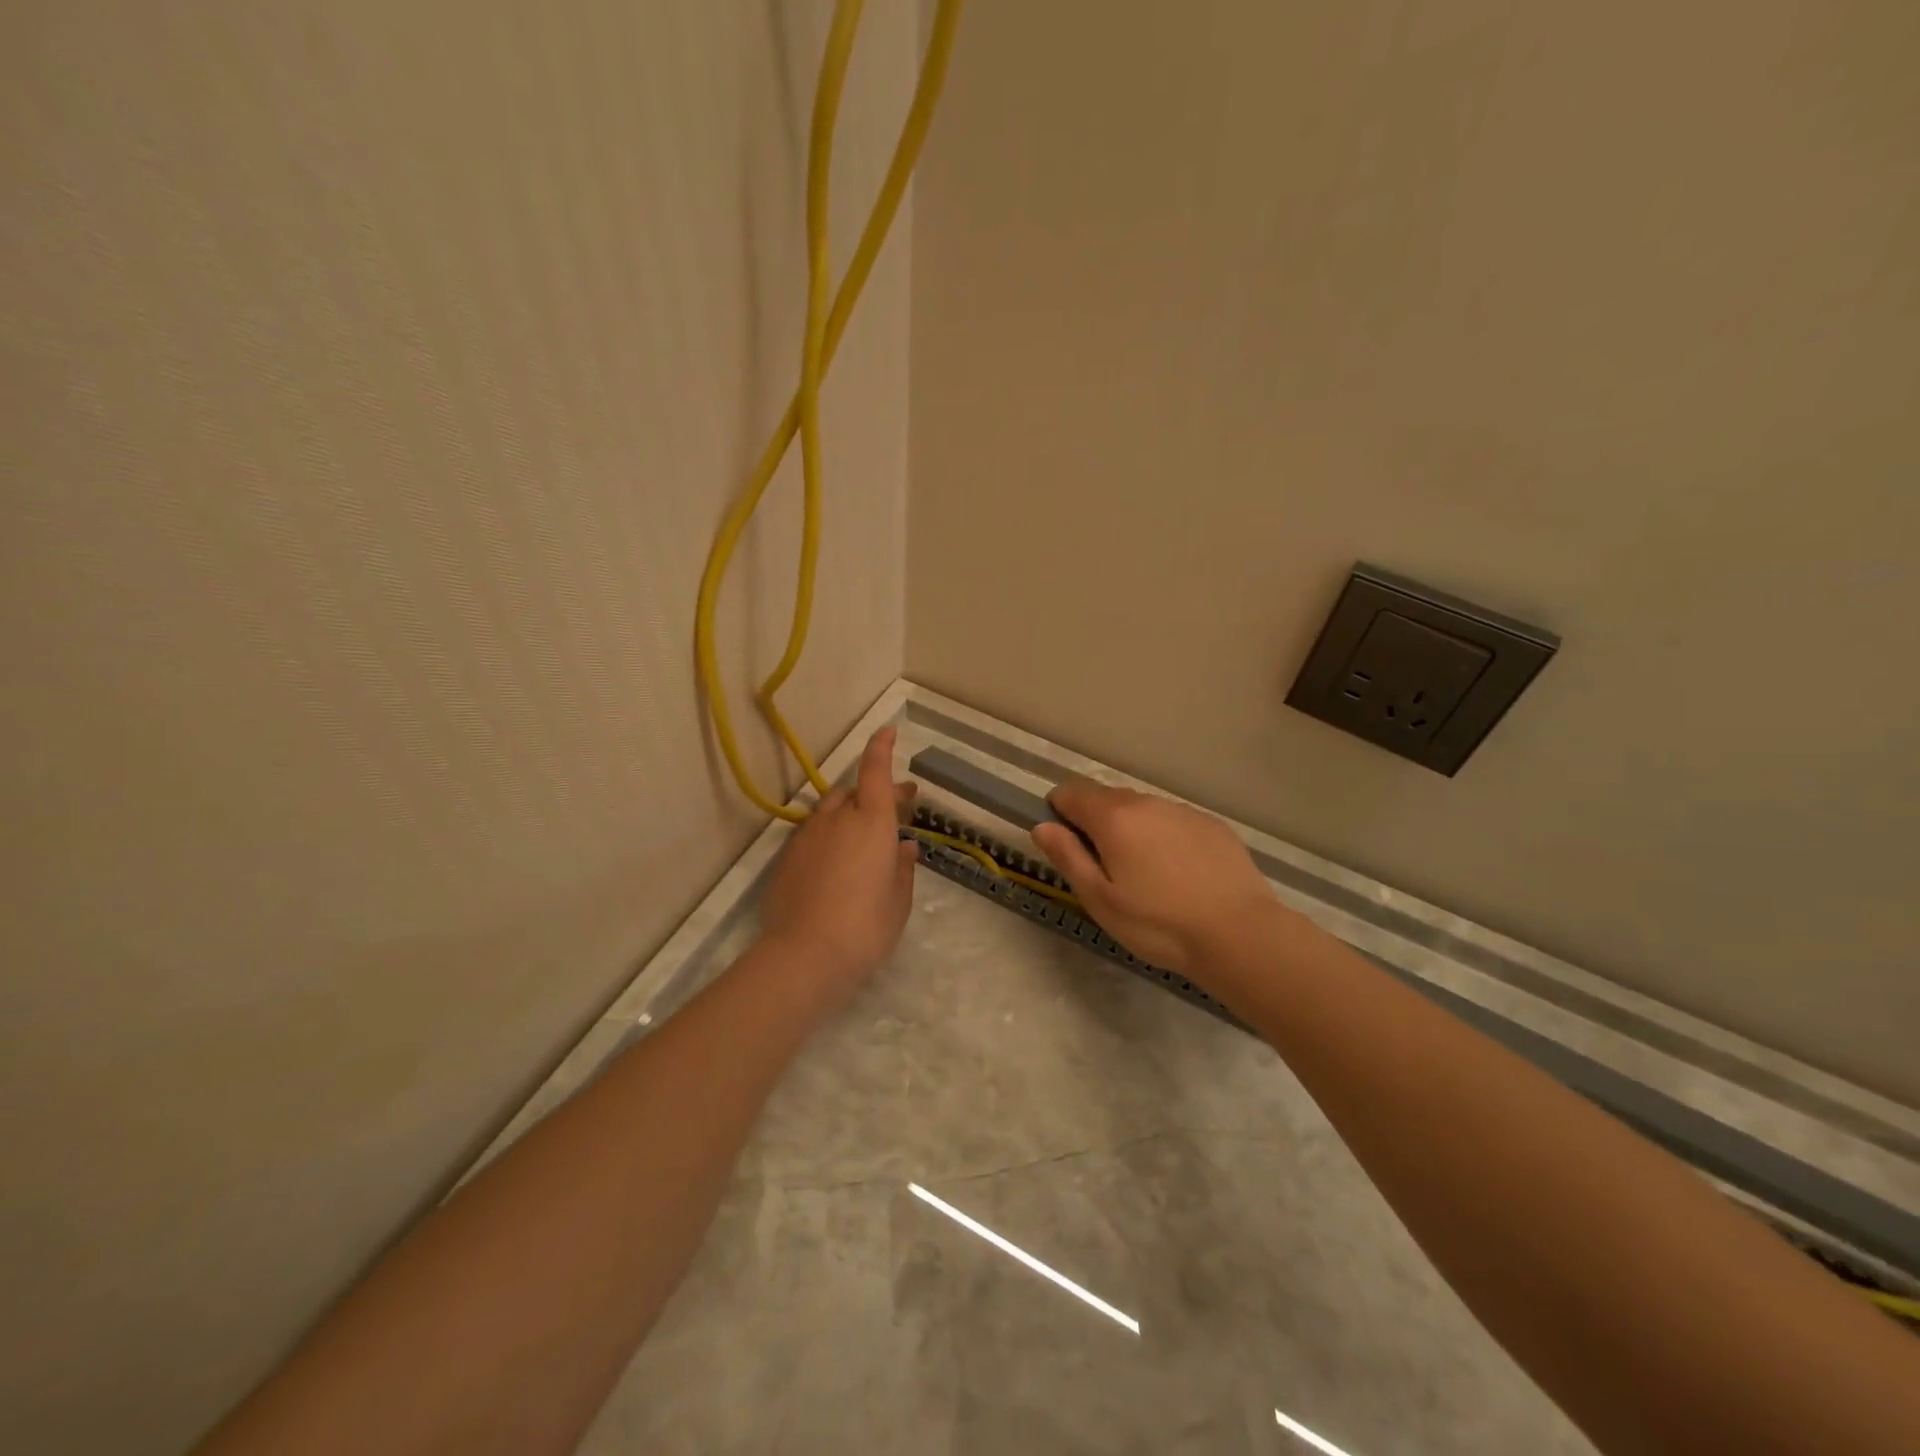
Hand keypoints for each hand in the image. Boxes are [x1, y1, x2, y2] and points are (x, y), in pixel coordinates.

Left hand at [759, 726, 919, 996]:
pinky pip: (813, 835)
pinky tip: (834, 865)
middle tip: (897, 807)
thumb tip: (903, 847)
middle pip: (854, 791)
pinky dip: (828, 837)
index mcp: (873, 822)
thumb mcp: (897, 901)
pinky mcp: (787, 858)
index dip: (881, 748)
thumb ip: (901, 868)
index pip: (876, 771)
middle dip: (875, 793)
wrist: (805, 955)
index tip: (888, 730)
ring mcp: (808, 837)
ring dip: (849, 815)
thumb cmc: (866, 927)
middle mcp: (838, 820)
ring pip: (830, 812)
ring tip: (862, 840)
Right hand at [1031, 778, 1275, 974]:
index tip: (1064, 843)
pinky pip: (1173, 821)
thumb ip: (1067, 857)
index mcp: (1113, 817)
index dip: (1058, 812)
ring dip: (1130, 829)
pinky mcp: (1212, 825)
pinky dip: (1163, 837)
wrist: (1240, 934)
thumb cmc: (1158, 923)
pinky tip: (1178, 874)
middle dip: (1094, 821)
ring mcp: (1183, 811)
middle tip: (1102, 867)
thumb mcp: (1100, 899)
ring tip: (1143, 873)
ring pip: (1142, 809)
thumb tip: (1042, 826)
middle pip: (1106, 798)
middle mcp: (1147, 802)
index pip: (1070, 792)